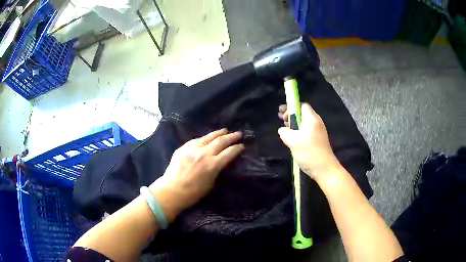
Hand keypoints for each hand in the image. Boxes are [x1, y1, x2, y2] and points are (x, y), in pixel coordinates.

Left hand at [150, 129, 243, 220]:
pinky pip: (196, 140)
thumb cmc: (193, 193)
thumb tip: (221, 162)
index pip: (229, 152)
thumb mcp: (211, 183)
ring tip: (225, 130)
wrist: (171, 191)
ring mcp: (192, 148)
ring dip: (218, 133)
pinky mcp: (183, 147)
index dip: (237, 148)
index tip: (242, 146)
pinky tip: (207, 138)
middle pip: (221, 141)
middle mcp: (204, 153)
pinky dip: (204, 138)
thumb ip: (217, 170)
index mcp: (212, 165)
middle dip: (231, 137)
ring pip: (208, 137)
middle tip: (239, 133)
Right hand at [278, 103, 339, 180]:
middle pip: (303, 112)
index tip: (282, 114)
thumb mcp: (292, 142)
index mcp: (312, 119)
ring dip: (295, 122)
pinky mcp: (319, 139)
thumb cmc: (309, 153)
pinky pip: (308, 129)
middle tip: (281, 118)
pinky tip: (293, 137)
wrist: (324, 169)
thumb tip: (282, 129)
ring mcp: (319, 130)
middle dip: (291, 114)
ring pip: (305, 121)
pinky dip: (299, 129)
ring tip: (285, 127)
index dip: (291, 107)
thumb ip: (285, 132)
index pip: (302, 105)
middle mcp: (317, 122)